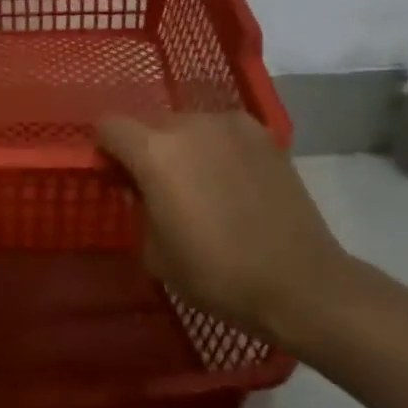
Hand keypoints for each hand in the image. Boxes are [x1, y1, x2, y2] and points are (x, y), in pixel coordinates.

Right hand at [97, 111, 346, 349]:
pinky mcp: (264, 134)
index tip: (117, 177)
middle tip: (161, 189)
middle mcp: (189, 124)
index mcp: (154, 151)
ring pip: (189, 126)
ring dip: (185, 148)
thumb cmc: (217, 273)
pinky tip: (234, 182)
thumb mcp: (154, 252)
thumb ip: (138, 208)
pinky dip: (218, 149)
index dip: (106, 150)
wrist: (300, 283)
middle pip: (150, 124)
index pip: (108, 126)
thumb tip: (142, 191)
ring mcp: (230, 124)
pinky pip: (223, 132)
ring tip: (204, 186)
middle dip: (148, 150)